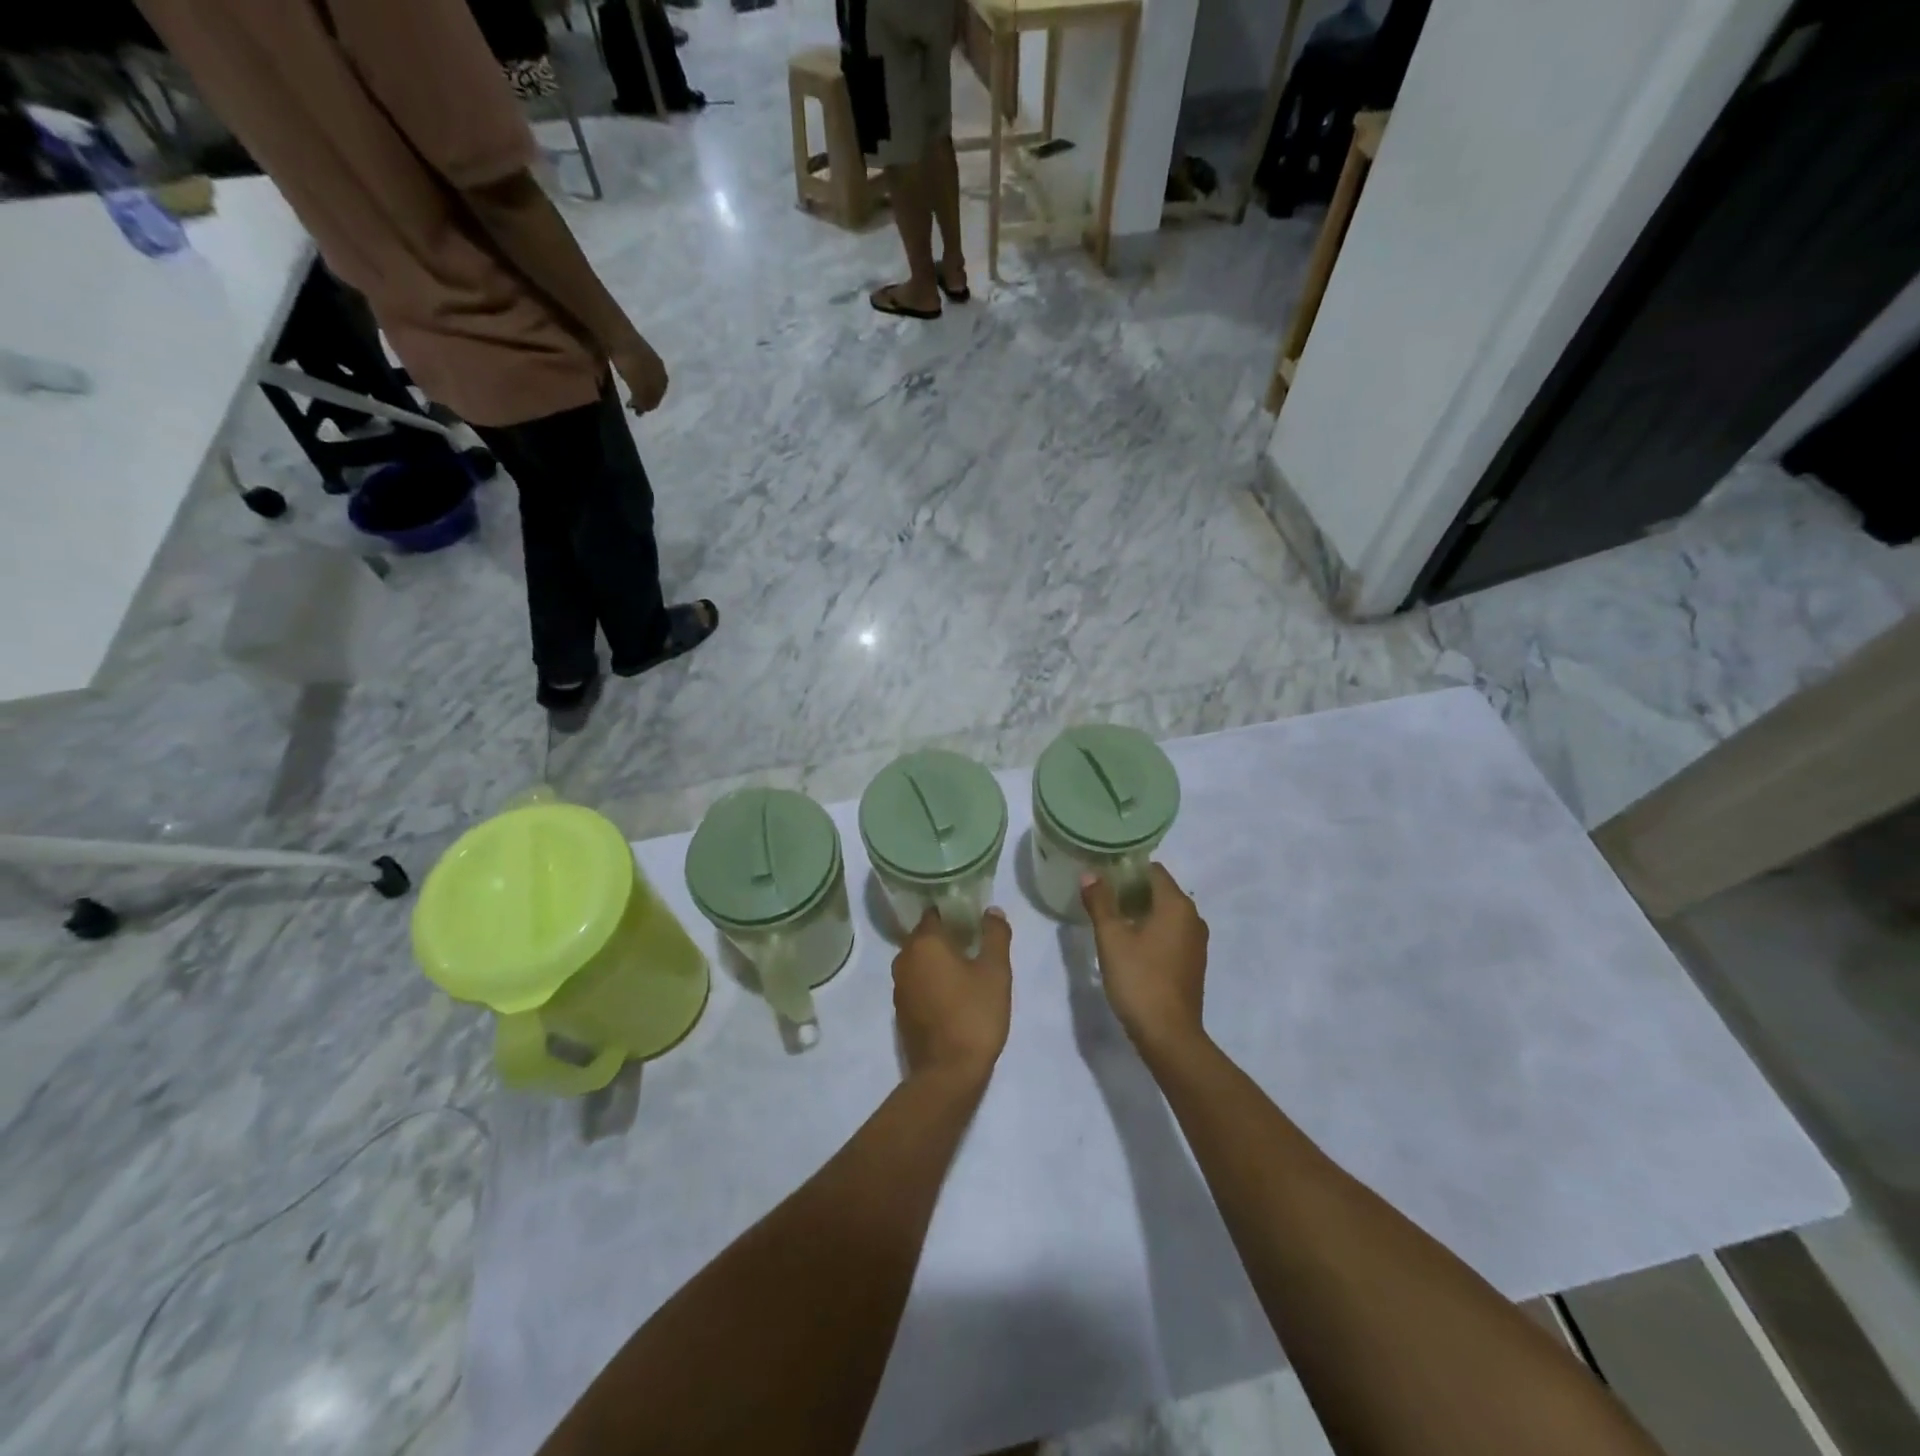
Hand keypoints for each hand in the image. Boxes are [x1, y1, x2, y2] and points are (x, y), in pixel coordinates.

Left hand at [612, 336, 668, 413]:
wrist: (618, 336)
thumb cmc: (631, 365)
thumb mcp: (640, 388)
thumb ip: (644, 401)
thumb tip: (644, 410)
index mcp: (663, 378)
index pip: (658, 398)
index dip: (649, 406)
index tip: (639, 411)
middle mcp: (659, 368)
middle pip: (654, 387)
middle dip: (645, 396)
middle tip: (634, 403)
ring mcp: (648, 357)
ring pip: (646, 378)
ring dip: (639, 386)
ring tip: (629, 391)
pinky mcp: (635, 349)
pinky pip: (637, 368)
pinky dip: (633, 376)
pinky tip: (626, 377)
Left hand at [892, 908, 1011, 1083]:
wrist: (948, 1073)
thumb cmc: (974, 1015)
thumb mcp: (995, 972)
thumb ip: (995, 936)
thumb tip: (992, 911)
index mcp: (924, 943)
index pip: (934, 913)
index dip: (954, 912)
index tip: (973, 918)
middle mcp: (904, 959)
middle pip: (925, 936)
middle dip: (947, 936)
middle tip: (975, 943)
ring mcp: (898, 986)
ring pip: (919, 960)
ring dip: (938, 960)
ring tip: (967, 968)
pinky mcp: (900, 1011)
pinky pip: (916, 982)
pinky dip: (931, 981)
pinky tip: (953, 993)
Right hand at [1082, 864, 1208, 1057]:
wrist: (1169, 1035)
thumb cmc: (1139, 979)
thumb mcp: (1111, 938)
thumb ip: (1100, 902)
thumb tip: (1090, 874)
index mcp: (1177, 905)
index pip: (1153, 870)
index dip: (1127, 869)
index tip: (1102, 876)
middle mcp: (1193, 917)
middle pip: (1160, 890)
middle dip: (1131, 890)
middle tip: (1101, 897)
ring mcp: (1196, 942)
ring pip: (1165, 913)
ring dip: (1140, 911)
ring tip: (1111, 919)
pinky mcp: (1193, 962)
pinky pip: (1171, 933)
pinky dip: (1152, 930)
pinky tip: (1130, 944)